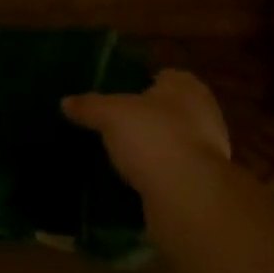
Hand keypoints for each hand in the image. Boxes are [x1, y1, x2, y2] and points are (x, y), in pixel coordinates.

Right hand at [62, 69, 231, 195]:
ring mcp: (208, 151)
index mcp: (186, 85)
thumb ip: (90, 105)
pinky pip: (174, 174)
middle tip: (113, 129)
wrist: (187, 196)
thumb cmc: (153, 137)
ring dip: (152, 151)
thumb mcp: (111, 114)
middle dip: (145, 120)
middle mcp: (203, 112)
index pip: (162, 77)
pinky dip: (157, 177)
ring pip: (172, 144)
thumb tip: (65, 101)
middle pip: (167, 111)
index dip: (139, 85)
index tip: (115, 99)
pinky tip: (133, 185)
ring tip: (119, 159)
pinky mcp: (203, 185)